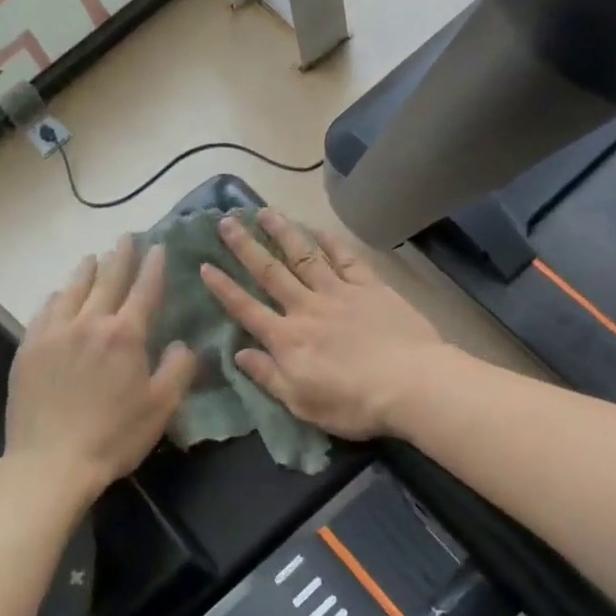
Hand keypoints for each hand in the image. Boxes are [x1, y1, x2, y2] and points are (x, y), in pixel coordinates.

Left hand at [6, 236, 199, 498]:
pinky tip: (59, 294)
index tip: (158, 247)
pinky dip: (57, 296)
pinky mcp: (28, 348)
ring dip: (86, 270)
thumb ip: (179, 369)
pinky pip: (44, 311)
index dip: (153, 266)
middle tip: (126, 238)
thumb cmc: (114, 436)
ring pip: (72, 289)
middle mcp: (89, 323)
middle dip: (120, 257)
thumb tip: (185, 343)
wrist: (50, 462)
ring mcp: (54, 333)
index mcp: (125, 335)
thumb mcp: (162, 407)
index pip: (144, 290)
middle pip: (107, 280)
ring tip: (93, 258)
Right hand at [200, 210, 446, 438]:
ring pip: (304, 256)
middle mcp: (306, 308)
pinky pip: (346, 259)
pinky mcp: (370, 287)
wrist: (410, 384)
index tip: (205, 265)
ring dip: (283, 233)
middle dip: (245, 247)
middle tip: (226, 221)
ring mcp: (339, 293)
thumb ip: (268, 376)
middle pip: (270, 272)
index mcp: (287, 339)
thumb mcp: (301, 403)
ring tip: (265, 211)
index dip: (223, 288)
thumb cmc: (353, 404)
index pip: (246, 309)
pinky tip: (318, 228)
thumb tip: (238, 354)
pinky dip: (330, 242)